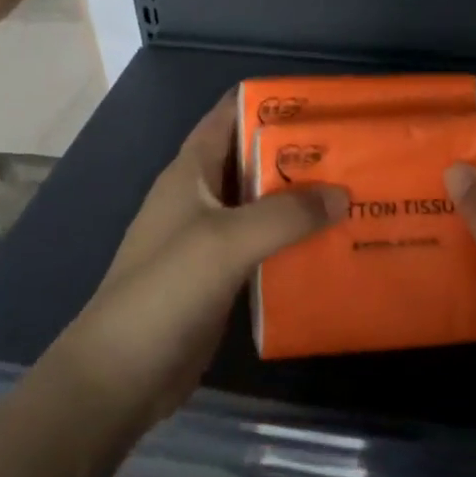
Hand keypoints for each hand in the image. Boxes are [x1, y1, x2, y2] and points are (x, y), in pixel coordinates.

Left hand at [59, 96, 346, 430]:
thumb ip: (286, 215)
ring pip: (262, 203)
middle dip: (298, 152)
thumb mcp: (227, 241)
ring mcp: (209, 237)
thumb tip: (343, 196)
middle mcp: (201, 196)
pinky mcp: (221, 275)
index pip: (230, 115)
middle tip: (353, 149)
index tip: (321, 101)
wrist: (121, 375)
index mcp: (191, 171)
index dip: (270, 101)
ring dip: (300, 198)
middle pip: (253, 158)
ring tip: (354, 192)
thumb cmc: (166, 290)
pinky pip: (264, 244)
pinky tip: (331, 243)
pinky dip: (294, 238)